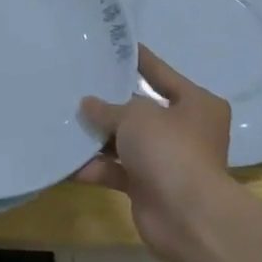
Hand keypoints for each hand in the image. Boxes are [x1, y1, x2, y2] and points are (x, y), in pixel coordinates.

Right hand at [78, 46, 232, 261]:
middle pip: (141, 110)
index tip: (117, 46)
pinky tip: (68, 161)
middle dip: (110, 103)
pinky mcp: (149, 186)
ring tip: (65, 120)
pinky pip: (117, 170)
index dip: (139, 61)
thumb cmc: (169, 149)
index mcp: (196, 104)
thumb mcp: (135, 116)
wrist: (186, 215)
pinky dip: (96, 166)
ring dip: (99, 136)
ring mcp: (167, 160)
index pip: (162, 74)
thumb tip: (87, 104)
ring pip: (126, 141)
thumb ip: (108, 108)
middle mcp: (185, 130)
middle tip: (78, 85)